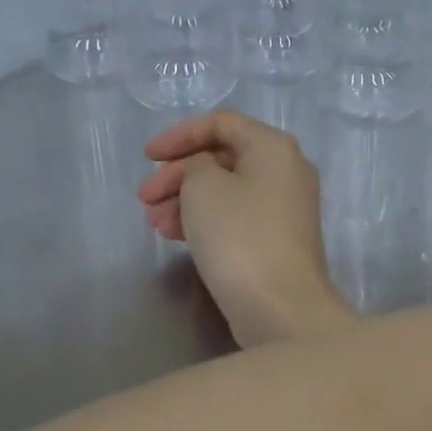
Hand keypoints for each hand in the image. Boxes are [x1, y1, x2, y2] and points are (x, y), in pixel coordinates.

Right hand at [139, 111, 353, 347]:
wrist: (281, 307)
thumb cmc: (240, 237)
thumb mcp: (203, 187)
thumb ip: (194, 165)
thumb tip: (202, 171)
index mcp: (274, 147)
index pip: (221, 123)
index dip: (179, 135)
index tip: (147, 157)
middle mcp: (286, 170)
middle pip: (223, 158)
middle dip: (178, 174)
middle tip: (144, 198)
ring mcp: (285, 208)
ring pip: (226, 190)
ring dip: (185, 200)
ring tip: (155, 224)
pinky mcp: (277, 240)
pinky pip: (235, 216)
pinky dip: (205, 220)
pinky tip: (175, 236)